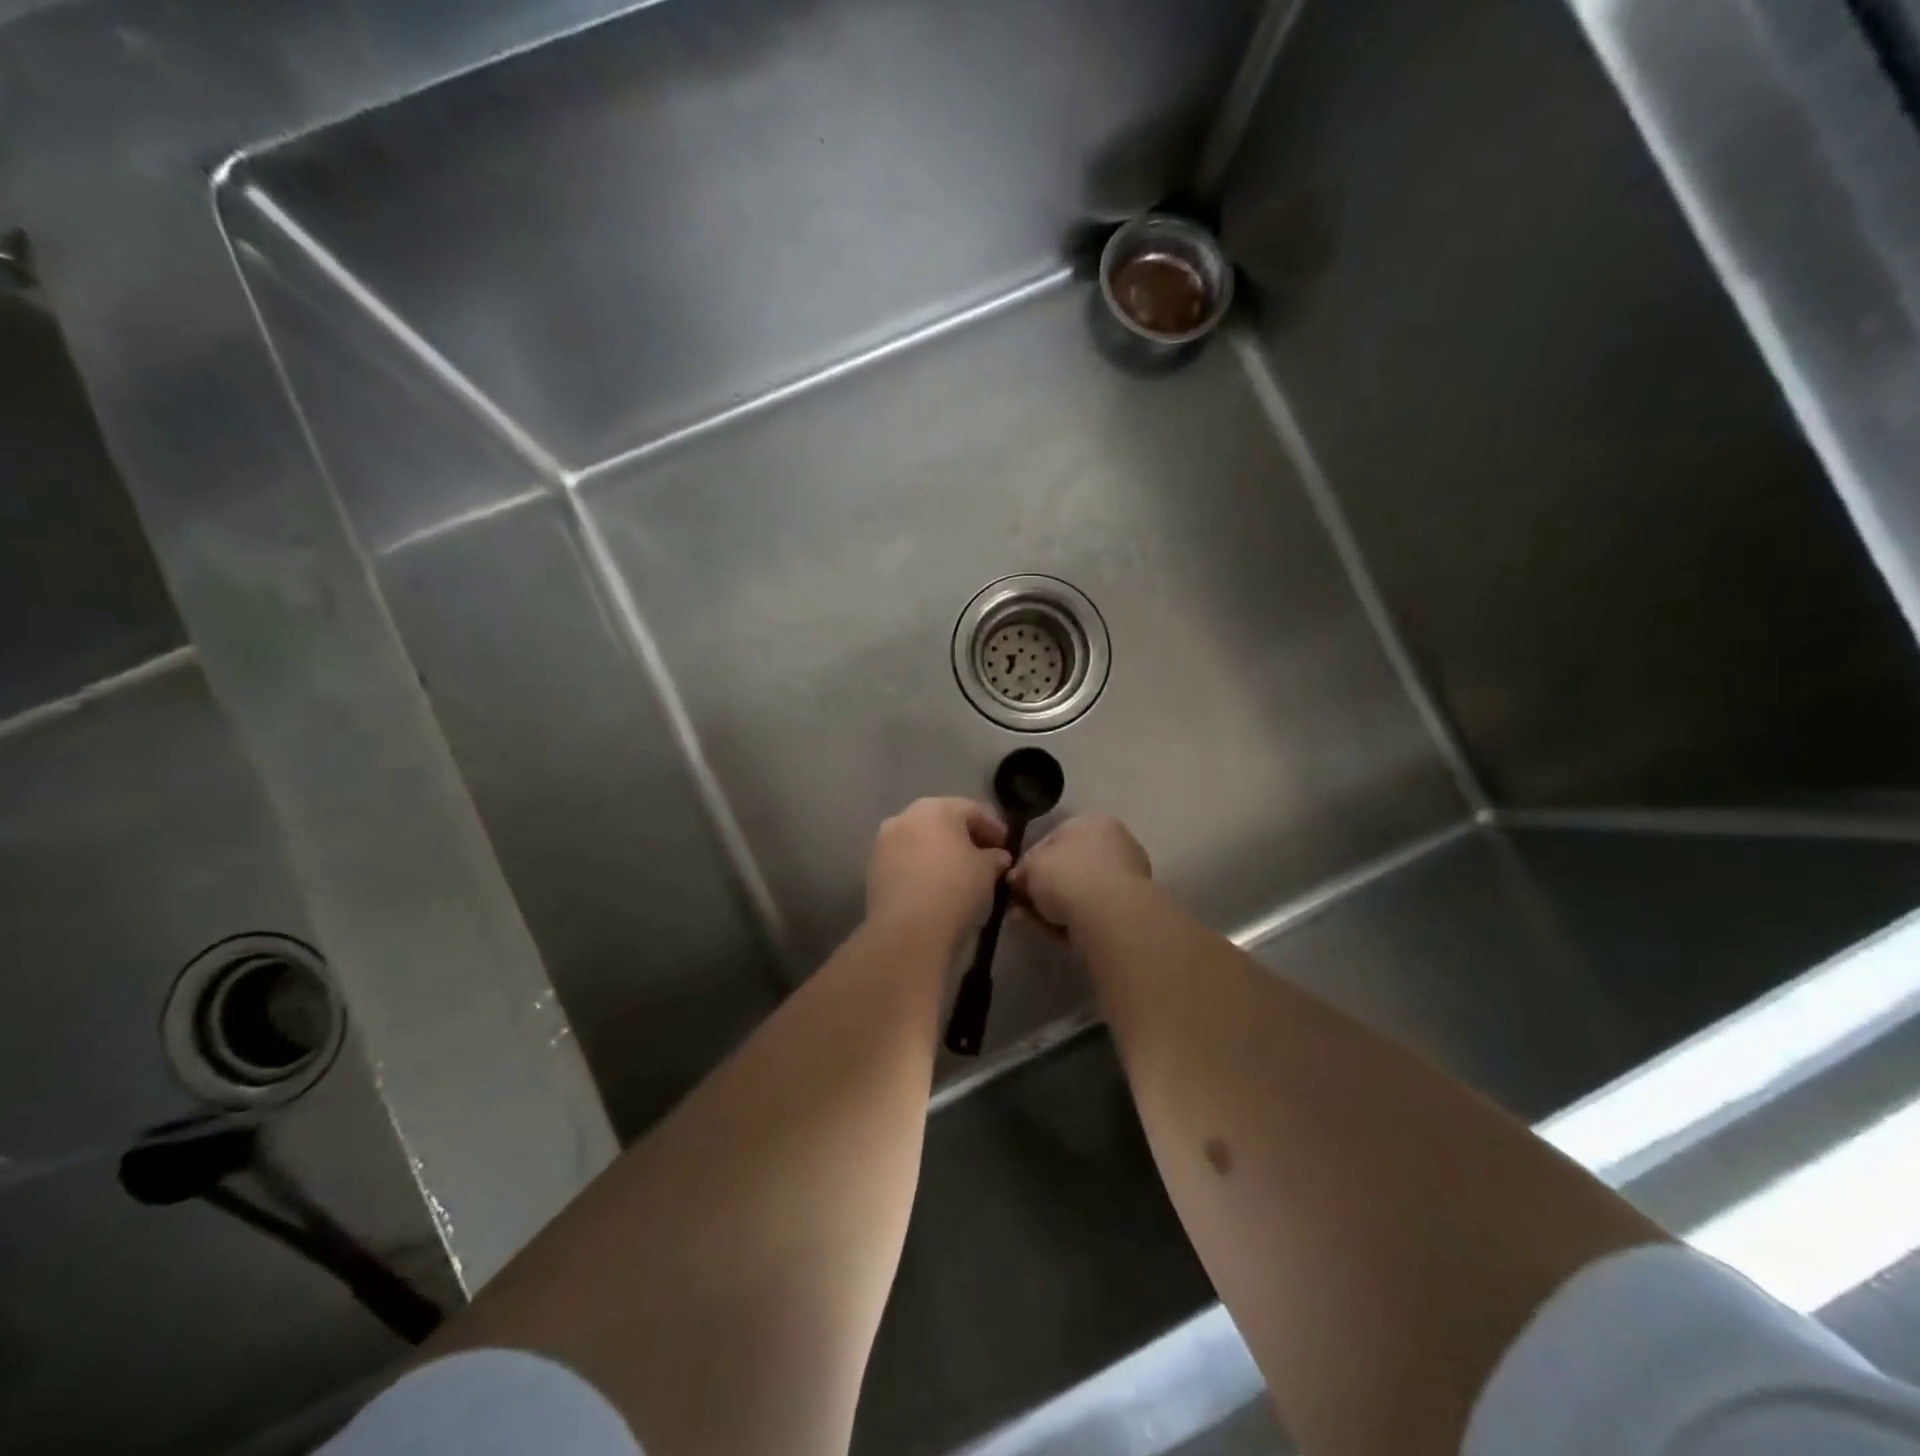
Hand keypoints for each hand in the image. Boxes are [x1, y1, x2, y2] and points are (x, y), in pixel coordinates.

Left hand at [866, 797, 1011, 949]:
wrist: (908, 932)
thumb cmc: (955, 889)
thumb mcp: (988, 870)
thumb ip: (995, 856)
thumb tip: (997, 857)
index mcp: (935, 808)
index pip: (972, 809)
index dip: (994, 826)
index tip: (1007, 846)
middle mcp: (905, 817)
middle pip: (943, 822)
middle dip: (965, 837)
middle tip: (986, 858)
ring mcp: (884, 843)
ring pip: (921, 842)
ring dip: (942, 853)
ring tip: (962, 875)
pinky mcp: (874, 870)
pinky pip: (906, 862)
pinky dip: (923, 869)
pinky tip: (938, 887)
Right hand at [1009, 815, 1152, 938]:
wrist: (1109, 916)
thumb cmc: (1067, 875)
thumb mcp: (1030, 866)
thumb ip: (1021, 870)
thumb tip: (1017, 880)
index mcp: (1094, 823)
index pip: (1054, 838)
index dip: (1029, 859)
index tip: (1015, 879)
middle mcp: (1114, 846)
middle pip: (1067, 867)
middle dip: (1039, 887)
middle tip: (1016, 903)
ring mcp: (1124, 880)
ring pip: (1076, 894)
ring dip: (1047, 907)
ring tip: (1022, 920)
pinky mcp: (1126, 912)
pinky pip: (1088, 913)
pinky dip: (1065, 922)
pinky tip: (1043, 932)